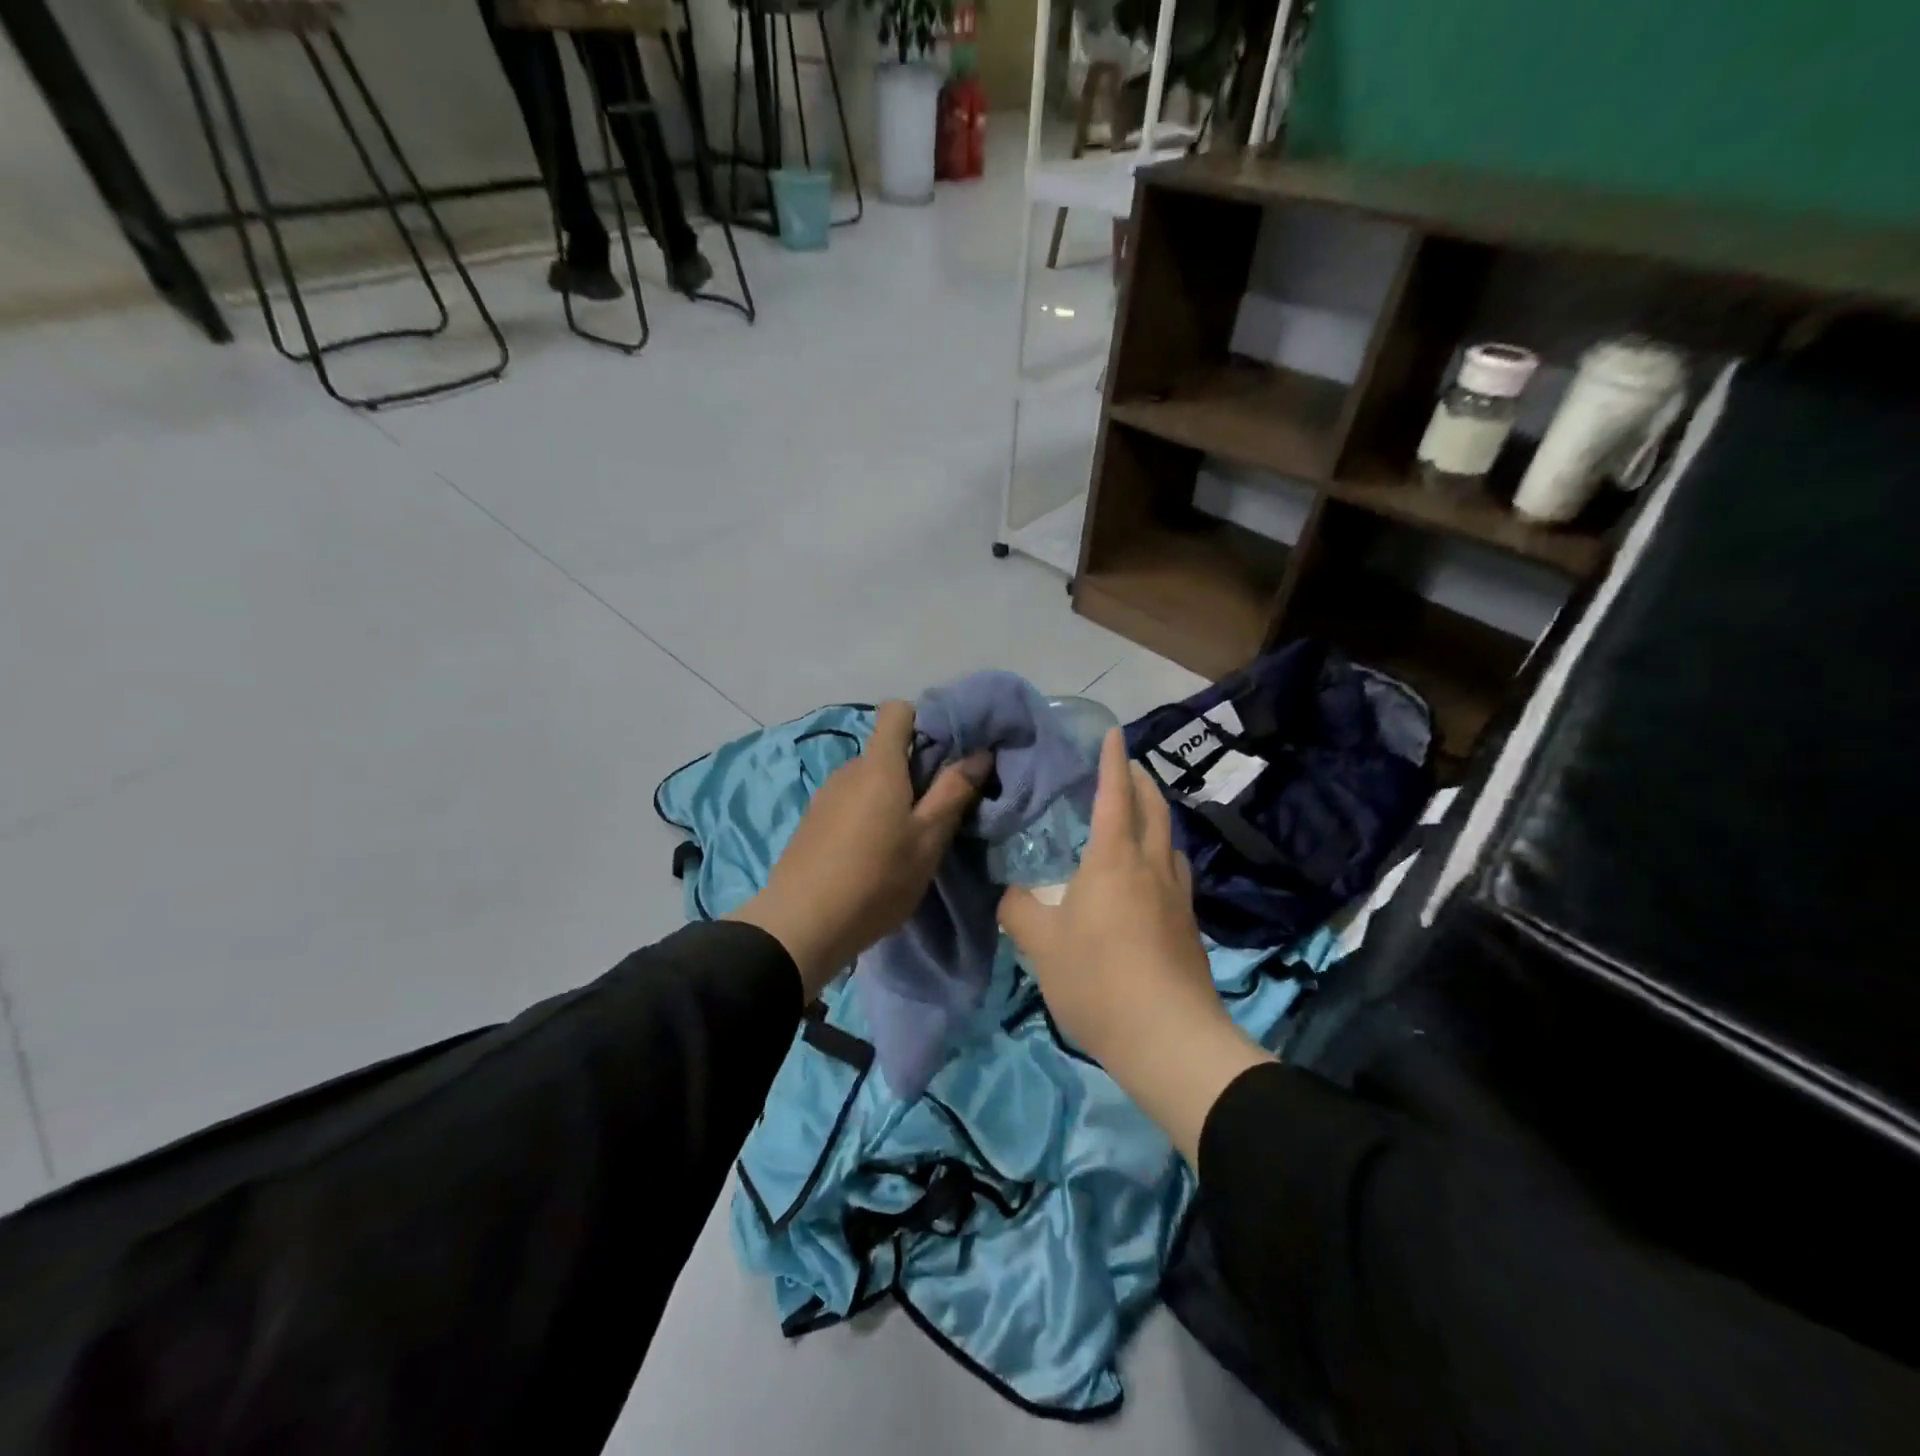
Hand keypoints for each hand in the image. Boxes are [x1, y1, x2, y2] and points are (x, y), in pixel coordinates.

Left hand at [729, 700, 988, 1000]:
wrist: (801, 926)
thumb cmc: (876, 879)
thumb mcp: (928, 840)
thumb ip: (954, 792)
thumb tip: (979, 752)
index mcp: (878, 765)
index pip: (897, 711)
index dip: (924, 722)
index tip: (946, 755)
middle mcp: (848, 770)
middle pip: (887, 751)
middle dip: (914, 771)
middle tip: (936, 812)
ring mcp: (825, 795)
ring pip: (869, 780)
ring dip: (891, 797)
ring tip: (905, 840)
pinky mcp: (812, 822)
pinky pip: (850, 802)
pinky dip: (868, 816)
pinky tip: (872, 855)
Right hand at [998, 728, 1269, 1163]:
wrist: (1169, 1037)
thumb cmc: (1098, 979)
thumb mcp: (1041, 944)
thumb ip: (1019, 910)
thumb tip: (1011, 895)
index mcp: (1114, 858)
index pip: (1115, 795)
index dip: (1112, 761)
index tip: (1112, 733)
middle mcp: (1152, 865)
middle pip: (1154, 808)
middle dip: (1141, 781)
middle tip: (1126, 768)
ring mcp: (1177, 895)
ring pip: (1170, 839)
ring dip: (1156, 815)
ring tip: (1138, 815)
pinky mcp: (1189, 924)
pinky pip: (1175, 870)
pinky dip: (1161, 852)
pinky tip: (1149, 873)